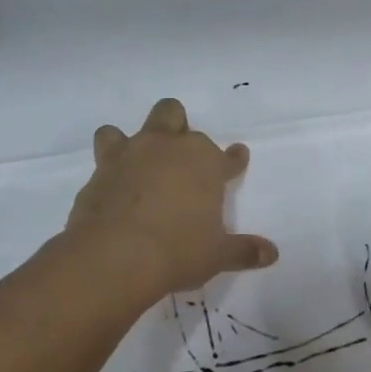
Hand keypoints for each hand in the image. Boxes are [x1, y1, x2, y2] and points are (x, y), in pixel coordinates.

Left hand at [66, 98, 277, 308]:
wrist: (115, 256)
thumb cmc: (178, 250)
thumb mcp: (218, 255)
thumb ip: (244, 250)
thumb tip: (271, 253)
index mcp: (205, 163)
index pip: (227, 157)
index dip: (234, 159)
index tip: (237, 157)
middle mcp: (168, 148)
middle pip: (173, 115)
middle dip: (179, 127)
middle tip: (181, 154)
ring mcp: (130, 155)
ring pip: (130, 127)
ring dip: (137, 140)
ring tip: (139, 161)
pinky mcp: (99, 172)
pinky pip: (104, 156)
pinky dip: (111, 167)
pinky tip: (114, 186)